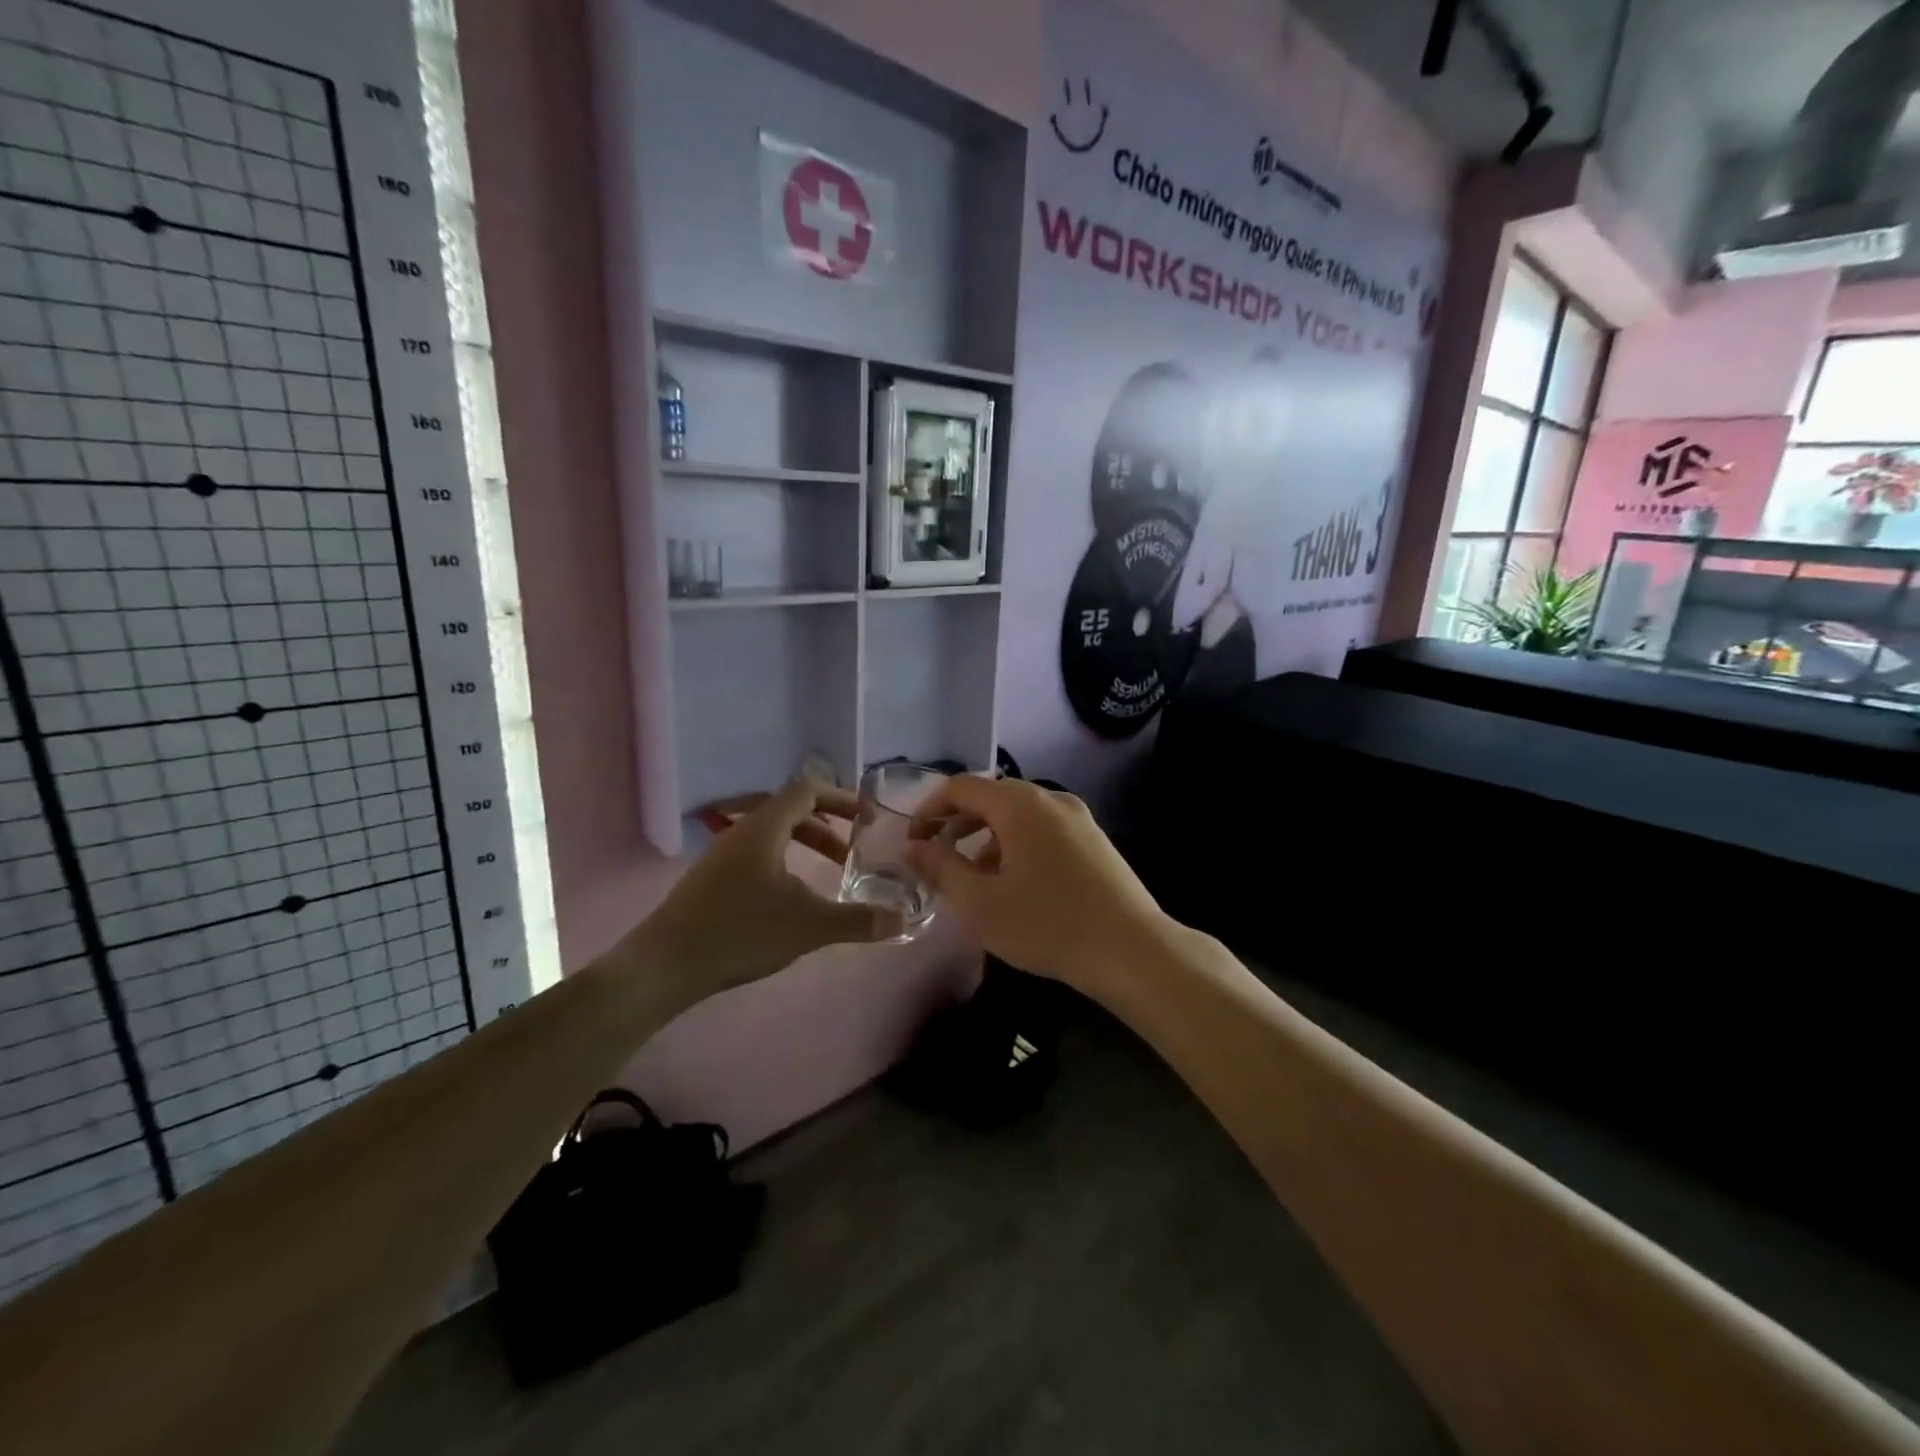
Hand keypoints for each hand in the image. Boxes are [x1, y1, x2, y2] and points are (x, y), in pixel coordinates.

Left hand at [629, 779, 904, 999]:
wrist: (665, 965)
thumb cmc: (740, 931)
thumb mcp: (808, 926)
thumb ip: (857, 920)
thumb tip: (901, 921)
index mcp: (764, 827)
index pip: (808, 790)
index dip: (842, 799)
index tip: (868, 819)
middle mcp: (742, 832)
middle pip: (792, 811)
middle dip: (828, 828)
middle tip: (854, 853)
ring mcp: (722, 855)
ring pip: (774, 836)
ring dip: (807, 847)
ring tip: (829, 876)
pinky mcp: (712, 879)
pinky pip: (758, 855)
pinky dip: (786, 863)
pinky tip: (792, 899)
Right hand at [904, 776, 1170, 992]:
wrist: (1131, 950)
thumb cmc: (1047, 925)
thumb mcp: (980, 903)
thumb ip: (941, 868)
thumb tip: (913, 847)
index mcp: (1019, 804)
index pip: (961, 787)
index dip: (929, 809)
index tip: (913, 841)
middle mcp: (1050, 798)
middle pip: (991, 797)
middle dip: (958, 824)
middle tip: (936, 857)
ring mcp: (1078, 817)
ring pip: (1018, 815)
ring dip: (987, 837)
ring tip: (972, 876)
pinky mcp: (1094, 839)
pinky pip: (1043, 829)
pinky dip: (1016, 845)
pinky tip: (1015, 884)